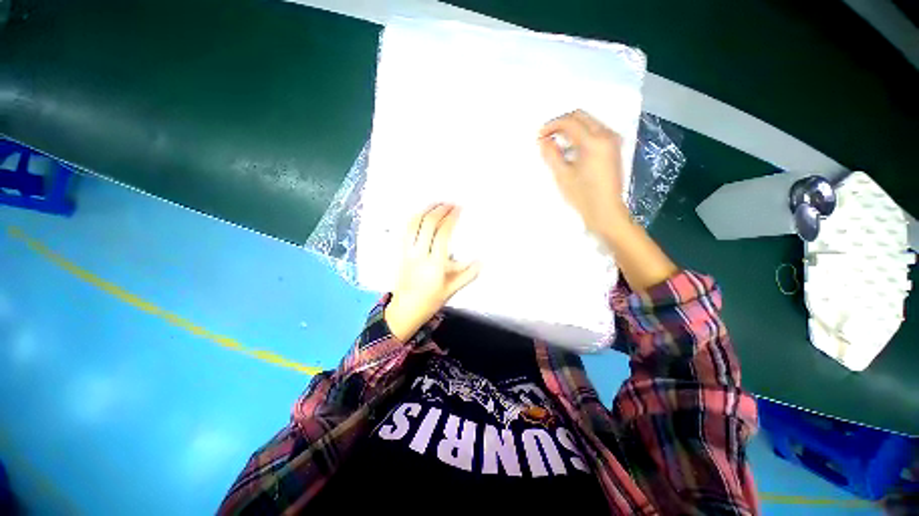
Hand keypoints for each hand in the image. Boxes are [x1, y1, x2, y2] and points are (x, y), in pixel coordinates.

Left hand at [384, 204, 480, 341]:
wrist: (405, 310)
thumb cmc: (430, 301)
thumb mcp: (452, 290)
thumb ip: (468, 275)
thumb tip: (481, 261)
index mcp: (434, 264)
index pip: (442, 234)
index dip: (451, 218)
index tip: (459, 209)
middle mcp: (419, 255)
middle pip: (427, 224)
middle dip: (439, 210)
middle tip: (450, 203)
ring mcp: (407, 252)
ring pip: (413, 224)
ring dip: (425, 210)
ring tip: (436, 204)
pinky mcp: (400, 253)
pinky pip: (404, 231)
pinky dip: (413, 218)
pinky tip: (420, 214)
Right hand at [539, 110, 677, 289]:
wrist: (606, 212)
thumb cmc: (583, 196)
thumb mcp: (562, 176)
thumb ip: (551, 154)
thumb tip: (543, 140)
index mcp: (594, 141)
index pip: (569, 122)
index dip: (551, 126)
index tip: (539, 136)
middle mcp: (607, 135)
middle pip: (580, 117)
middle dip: (561, 124)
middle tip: (546, 137)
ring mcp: (613, 141)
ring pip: (588, 123)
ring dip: (570, 129)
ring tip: (556, 145)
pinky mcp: (613, 148)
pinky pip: (595, 132)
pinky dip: (580, 136)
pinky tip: (570, 151)